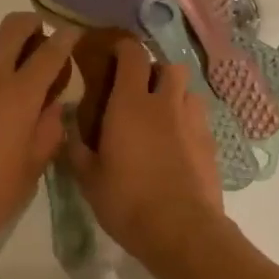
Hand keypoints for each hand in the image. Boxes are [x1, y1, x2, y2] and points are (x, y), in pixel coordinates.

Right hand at [66, 37, 224, 268]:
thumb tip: (68, 127)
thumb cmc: (126, 200)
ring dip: (174, 95)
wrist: (182, 231)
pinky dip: (187, 122)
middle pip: (168, 66)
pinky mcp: (211, 144)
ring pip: (188, 91)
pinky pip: (199, 119)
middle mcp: (165, 103)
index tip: (111, 54)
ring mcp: (193, 122)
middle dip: (154, 71)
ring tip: (161, 115)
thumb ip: (76, 148)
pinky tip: (177, 143)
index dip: (123, 48)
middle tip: (137, 90)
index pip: (132, 55)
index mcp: (130, 103)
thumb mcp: (88, 178)